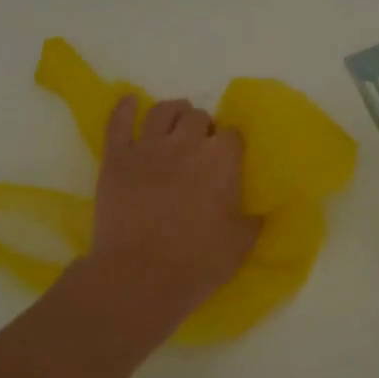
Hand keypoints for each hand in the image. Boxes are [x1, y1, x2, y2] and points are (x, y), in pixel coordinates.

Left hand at [88, 95, 260, 323]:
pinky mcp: (116, 158)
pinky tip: (130, 100)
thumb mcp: (241, 245)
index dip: (231, 145)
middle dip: (203, 128)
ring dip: (173, 112)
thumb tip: (262, 210)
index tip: (229, 160)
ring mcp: (147, 148)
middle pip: (198, 117)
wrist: (140, 277)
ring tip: (174, 121)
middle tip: (201, 146)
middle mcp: (185, 144)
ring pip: (162, 111)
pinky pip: (118, 122)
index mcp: (221, 160)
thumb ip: (255, 220)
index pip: (233, 135)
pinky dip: (124, 108)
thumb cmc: (197, 263)